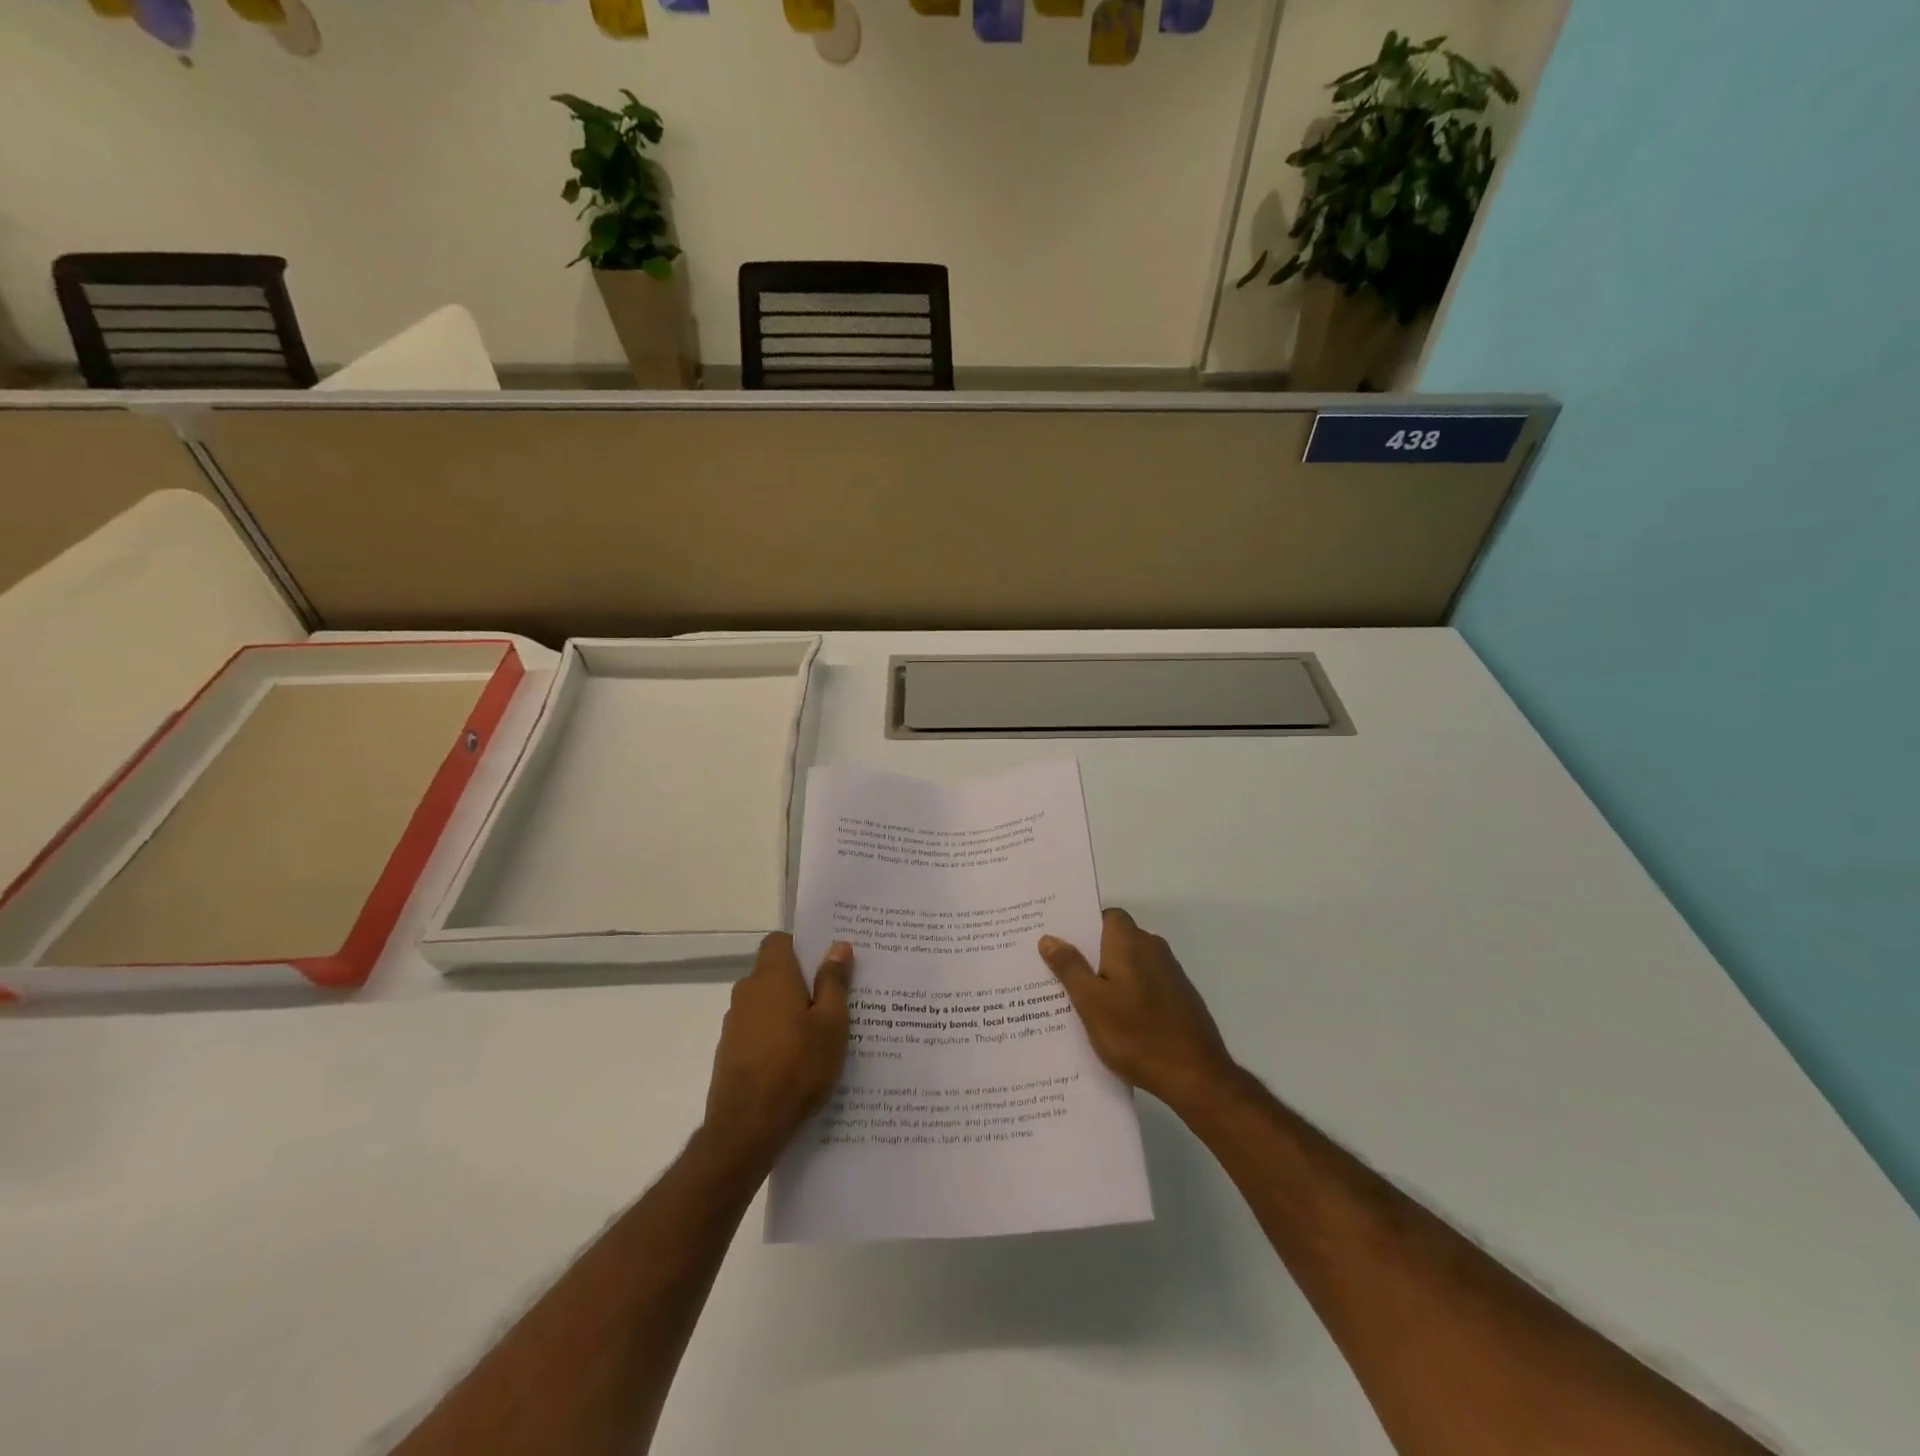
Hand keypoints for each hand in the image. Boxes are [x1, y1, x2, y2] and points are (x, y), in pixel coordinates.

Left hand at [702, 934, 853, 1168]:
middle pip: (774, 973)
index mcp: (772, 977)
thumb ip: (834, 982)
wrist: (747, 1128)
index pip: (779, 941)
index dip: (801, 947)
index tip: (826, 964)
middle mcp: (747, 992)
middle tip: (834, 1001)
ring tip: (819, 1036)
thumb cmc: (797, 1066)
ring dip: (788, 1011)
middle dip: (801, 982)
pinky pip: (758, 1030)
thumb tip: (838, 946)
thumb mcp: (831, 1023)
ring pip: (766, 1004)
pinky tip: (796, 1062)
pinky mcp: (730, 1052)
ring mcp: (734, 1024)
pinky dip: (775, 1036)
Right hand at [1040, 908, 1236, 1114]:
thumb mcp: (1091, 1002)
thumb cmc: (1136, 1034)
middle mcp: (1153, 948)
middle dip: (1090, 954)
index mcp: (1130, 942)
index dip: (1084, 926)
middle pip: (1116, 939)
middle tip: (1060, 973)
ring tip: (1081, 1001)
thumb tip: (1049, 938)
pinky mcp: (1179, 997)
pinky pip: (1145, 983)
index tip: (1060, 943)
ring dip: (1109, 976)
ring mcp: (1170, 973)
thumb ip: (1070, 967)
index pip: (1106, 916)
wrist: (1196, 1076)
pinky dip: (1128, 993)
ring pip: (1130, 964)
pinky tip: (1114, 1021)